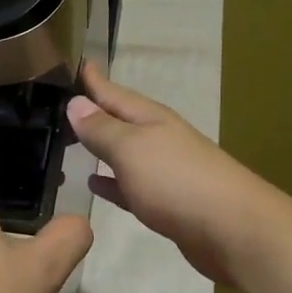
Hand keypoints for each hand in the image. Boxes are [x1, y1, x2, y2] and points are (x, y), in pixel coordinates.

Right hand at [66, 62, 291, 286]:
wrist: (232, 230)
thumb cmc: (177, 180)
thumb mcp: (131, 148)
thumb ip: (102, 128)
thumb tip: (75, 102)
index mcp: (151, 119)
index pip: (114, 93)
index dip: (93, 80)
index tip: (74, 62)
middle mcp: (158, 139)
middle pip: (120, 120)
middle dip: (93, 112)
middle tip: (59, 107)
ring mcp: (164, 172)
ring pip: (123, 153)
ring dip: (99, 148)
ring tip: (69, 143)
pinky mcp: (166, 204)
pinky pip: (129, 186)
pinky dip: (111, 182)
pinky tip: (94, 185)